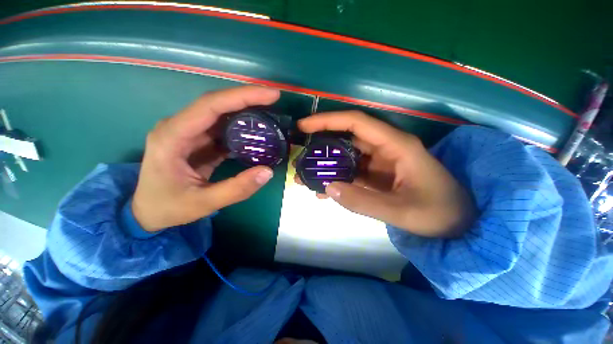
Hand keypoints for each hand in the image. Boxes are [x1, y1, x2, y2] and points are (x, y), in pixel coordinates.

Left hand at [132, 86, 279, 231]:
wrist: (147, 211)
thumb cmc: (168, 207)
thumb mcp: (203, 203)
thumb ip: (237, 189)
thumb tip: (268, 171)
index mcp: (173, 137)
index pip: (210, 106)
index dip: (242, 96)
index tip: (271, 95)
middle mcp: (179, 127)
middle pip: (216, 104)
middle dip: (247, 98)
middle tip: (274, 99)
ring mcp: (188, 133)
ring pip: (220, 114)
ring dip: (245, 111)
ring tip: (269, 113)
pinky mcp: (198, 141)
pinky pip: (222, 128)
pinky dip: (241, 127)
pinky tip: (256, 131)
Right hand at [296, 111, 475, 237]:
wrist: (459, 222)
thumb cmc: (439, 213)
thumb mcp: (401, 211)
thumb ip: (362, 201)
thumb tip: (327, 188)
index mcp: (395, 146)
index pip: (356, 123)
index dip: (328, 120)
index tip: (304, 126)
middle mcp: (385, 148)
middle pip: (346, 138)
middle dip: (321, 144)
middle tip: (299, 154)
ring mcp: (380, 162)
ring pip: (346, 156)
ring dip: (326, 165)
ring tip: (305, 177)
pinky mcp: (377, 175)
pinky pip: (351, 172)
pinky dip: (336, 179)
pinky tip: (323, 191)